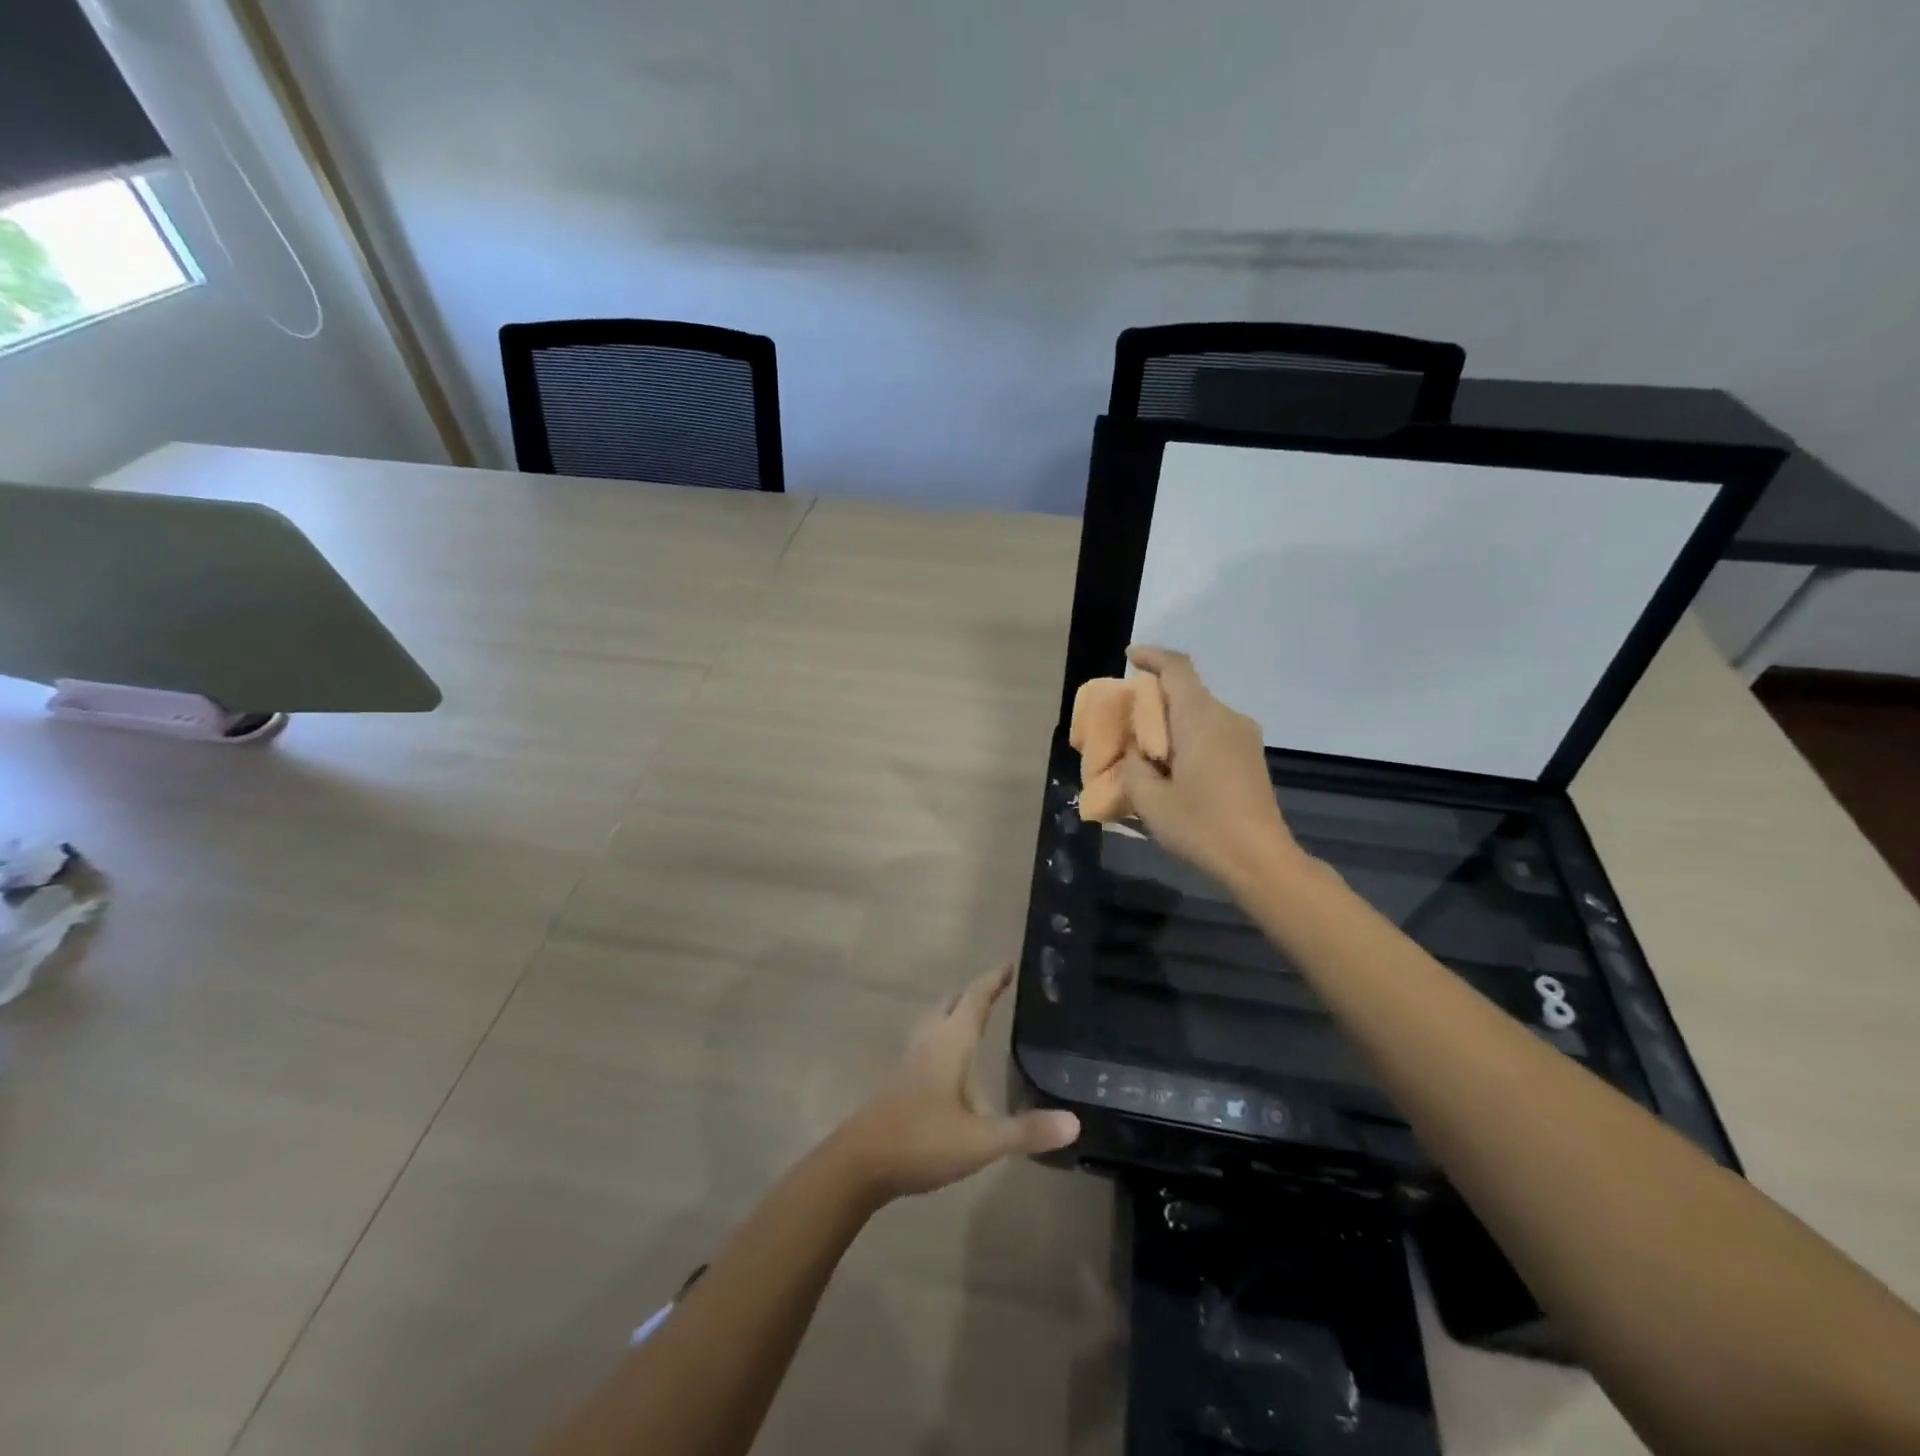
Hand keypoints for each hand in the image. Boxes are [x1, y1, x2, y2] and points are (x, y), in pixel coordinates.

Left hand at [832, 965, 1080, 1201]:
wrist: (860, 1163)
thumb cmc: (922, 1140)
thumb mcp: (981, 1141)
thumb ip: (1026, 1131)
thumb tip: (1075, 1122)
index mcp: (950, 1043)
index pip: (975, 999)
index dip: (993, 981)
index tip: (1009, 964)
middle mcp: (930, 1041)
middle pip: (953, 1003)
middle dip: (975, 992)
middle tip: (998, 986)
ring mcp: (912, 1059)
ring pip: (937, 1021)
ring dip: (957, 1011)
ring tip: (977, 1014)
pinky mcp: (902, 1079)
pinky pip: (929, 1041)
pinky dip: (946, 1034)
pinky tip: (953, 1059)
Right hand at [1118, 645, 1306, 891]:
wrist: (1261, 860)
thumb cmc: (1201, 826)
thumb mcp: (1149, 799)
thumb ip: (1133, 765)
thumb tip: (1135, 751)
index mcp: (1200, 718)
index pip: (1177, 668)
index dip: (1151, 657)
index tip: (1129, 658)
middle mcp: (1226, 717)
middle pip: (1187, 690)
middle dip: (1154, 697)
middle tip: (1126, 718)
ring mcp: (1244, 737)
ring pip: (1200, 713)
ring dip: (1172, 721)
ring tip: (1146, 749)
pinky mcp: (1251, 757)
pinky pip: (1213, 731)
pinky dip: (1189, 736)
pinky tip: (1173, 767)